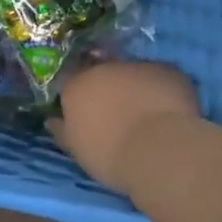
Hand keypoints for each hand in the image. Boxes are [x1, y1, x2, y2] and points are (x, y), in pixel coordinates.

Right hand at [49, 60, 201, 188]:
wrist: (160, 151)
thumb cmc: (111, 155)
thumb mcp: (77, 149)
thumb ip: (63, 130)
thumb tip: (52, 120)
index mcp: (76, 85)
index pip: (71, 81)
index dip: (80, 97)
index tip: (87, 113)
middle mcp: (104, 68)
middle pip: (103, 72)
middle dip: (108, 88)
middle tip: (118, 114)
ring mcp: (138, 66)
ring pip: (133, 73)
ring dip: (136, 87)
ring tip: (148, 115)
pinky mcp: (169, 70)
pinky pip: (161, 78)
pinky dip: (163, 90)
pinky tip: (170, 111)